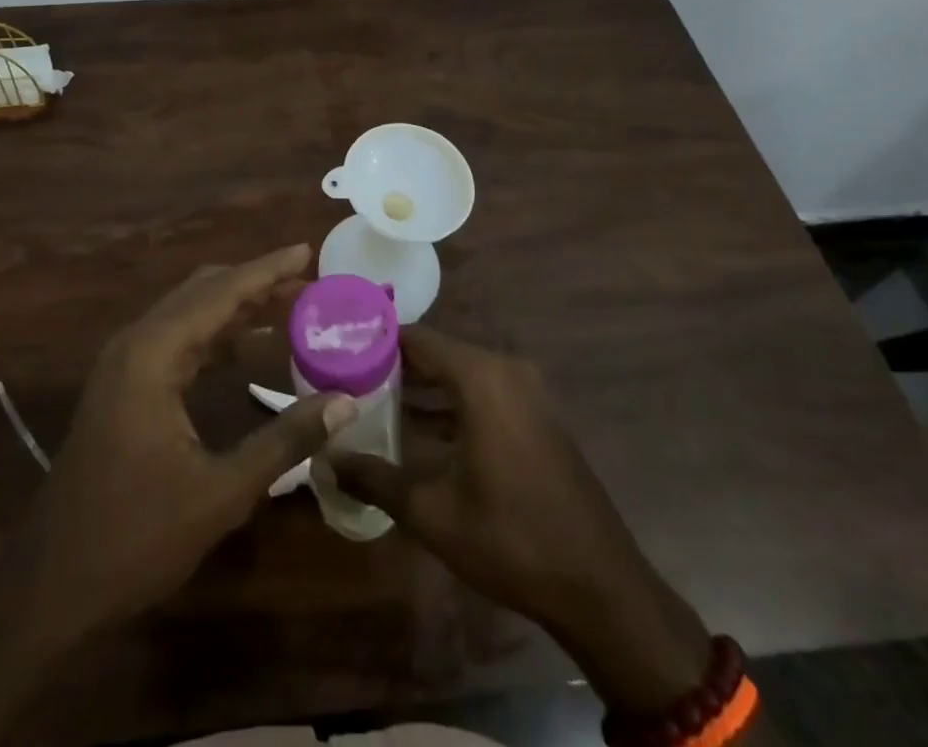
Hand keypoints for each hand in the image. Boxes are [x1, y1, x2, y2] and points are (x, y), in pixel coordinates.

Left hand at [1, 243, 356, 648]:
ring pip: (188, 315)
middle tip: (305, 281)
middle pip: (202, 293)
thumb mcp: (220, 492)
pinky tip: (247, 346)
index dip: (266, 271)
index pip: (219, 293)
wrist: (52, 586)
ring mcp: (124, 365)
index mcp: (152, 354)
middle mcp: (135, 344)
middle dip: (254, 284)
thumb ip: (285, 440)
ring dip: (236, 307)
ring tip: (288, 305)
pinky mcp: (123, 387)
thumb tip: (346, 401)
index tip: (305, 250)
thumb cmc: (135, 537)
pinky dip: (215, 336)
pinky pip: (176, 342)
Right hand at [334, 328, 712, 714]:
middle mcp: (506, 371)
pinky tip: (417, 429)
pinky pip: (483, 393)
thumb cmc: (511, 539)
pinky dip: (450, 404)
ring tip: (371, 400)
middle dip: (394, 365)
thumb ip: (375, 478)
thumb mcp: (432, 512)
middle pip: (438, 353)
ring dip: (422, 387)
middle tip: (346, 377)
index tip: (338, 349)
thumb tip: (327, 461)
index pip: (417, 338)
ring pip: (460, 375)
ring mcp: (528, 393)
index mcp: (482, 377)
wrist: (600, 588)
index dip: (376, 341)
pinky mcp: (537, 417)